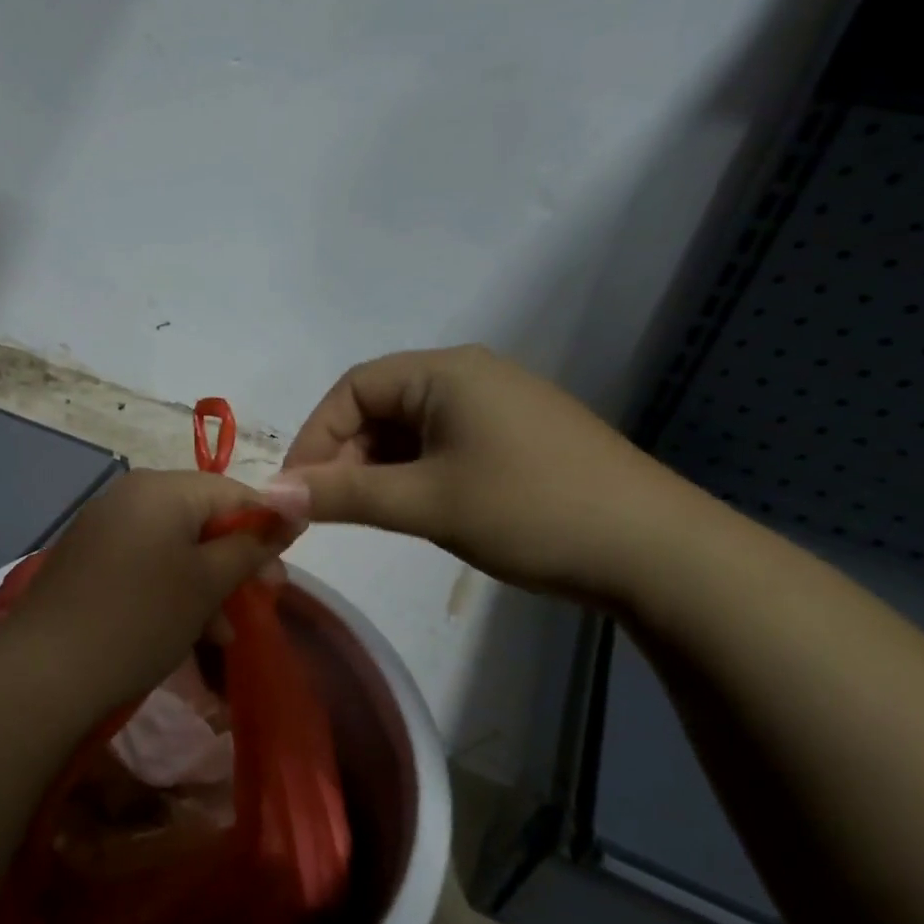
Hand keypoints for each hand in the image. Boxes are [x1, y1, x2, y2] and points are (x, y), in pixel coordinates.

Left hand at [3, 469, 302, 716]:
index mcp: (162, 488)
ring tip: (225, 631)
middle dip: (236, 560)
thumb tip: (295, 506)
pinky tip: (188, 629)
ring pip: (176, 545)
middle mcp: (131, 494)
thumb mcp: (207, 583)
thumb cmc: (141, 618)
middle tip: (263, 599)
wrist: (45, 670)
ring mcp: (105, 525)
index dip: (268, 527)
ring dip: (207, 583)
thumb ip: (252, 544)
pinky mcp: (89, 557)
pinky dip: (172, 587)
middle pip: (203, 517)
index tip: (284, 571)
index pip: (234, 492)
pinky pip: (146, 560)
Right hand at [276, 346, 697, 603]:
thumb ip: (343, 495)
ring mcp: (496, 407)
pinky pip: (441, 445)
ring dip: (377, 469)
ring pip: (408, 431)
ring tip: (366, 515)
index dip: (315, 436)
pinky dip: (412, 474)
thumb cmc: (530, 511)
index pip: (353, 388)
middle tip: (326, 510)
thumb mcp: (426, 502)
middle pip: (379, 407)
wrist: (655, 552)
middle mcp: (469, 376)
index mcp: (446, 371)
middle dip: (344, 456)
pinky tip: (411, 509)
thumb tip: (269, 495)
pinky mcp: (514, 439)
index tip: (297, 490)